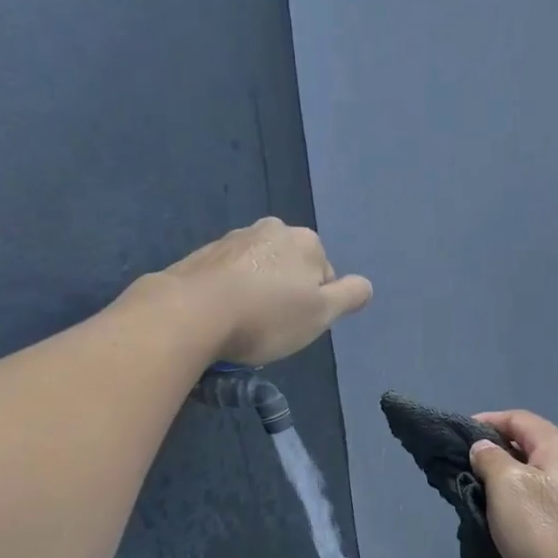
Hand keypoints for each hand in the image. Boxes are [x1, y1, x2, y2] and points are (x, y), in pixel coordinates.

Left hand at [159, 217, 372, 364]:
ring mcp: (233, 239)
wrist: (192, 313)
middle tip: (272, 327)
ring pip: (259, 270)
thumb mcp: (320, 314)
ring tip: (244, 324)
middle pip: (290, 268)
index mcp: (305, 241)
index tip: (297, 326)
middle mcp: (271, 230)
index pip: (325, 275)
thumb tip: (365, 285)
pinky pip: (229, 276)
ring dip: (257, 292)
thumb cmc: (266, 317)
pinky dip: (230, 292)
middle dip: (285, 293)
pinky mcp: (203, 255)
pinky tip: (221, 316)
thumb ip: (349, 296)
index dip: (315, 305)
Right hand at [469, 410, 557, 557]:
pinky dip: (520, 500)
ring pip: (534, 474)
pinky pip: (542, 498)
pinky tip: (504, 519)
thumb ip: (490, 459)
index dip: (485, 422)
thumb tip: (484, 448)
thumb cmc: (544, 531)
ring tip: (477, 495)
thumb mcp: (506, 487)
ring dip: (505, 480)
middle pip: (527, 445)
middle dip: (493, 453)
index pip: (517, 419)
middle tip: (463, 470)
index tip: (456, 438)